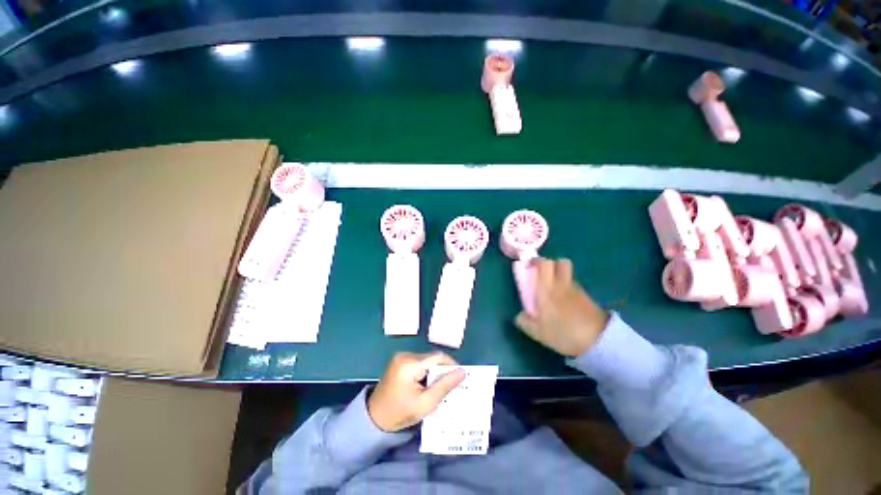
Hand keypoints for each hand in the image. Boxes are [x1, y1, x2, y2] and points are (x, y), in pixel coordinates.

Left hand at [367, 352, 465, 431]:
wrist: (375, 418)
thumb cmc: (400, 413)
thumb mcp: (426, 403)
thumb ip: (445, 386)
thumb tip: (462, 372)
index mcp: (410, 364)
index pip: (437, 357)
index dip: (451, 364)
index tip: (460, 376)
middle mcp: (405, 355)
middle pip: (432, 358)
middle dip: (442, 370)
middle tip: (450, 385)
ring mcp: (400, 356)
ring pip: (426, 359)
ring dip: (434, 371)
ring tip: (438, 387)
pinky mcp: (399, 360)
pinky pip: (419, 362)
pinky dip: (425, 371)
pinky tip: (426, 384)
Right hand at [514, 258, 609, 356]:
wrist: (598, 341)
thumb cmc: (563, 333)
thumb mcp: (538, 332)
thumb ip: (524, 322)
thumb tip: (520, 315)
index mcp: (547, 289)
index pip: (544, 264)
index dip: (536, 261)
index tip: (529, 266)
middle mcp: (561, 284)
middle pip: (560, 262)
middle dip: (551, 264)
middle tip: (543, 275)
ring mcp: (576, 289)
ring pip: (568, 273)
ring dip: (560, 276)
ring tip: (555, 291)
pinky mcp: (587, 297)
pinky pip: (574, 285)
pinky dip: (569, 287)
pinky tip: (566, 302)